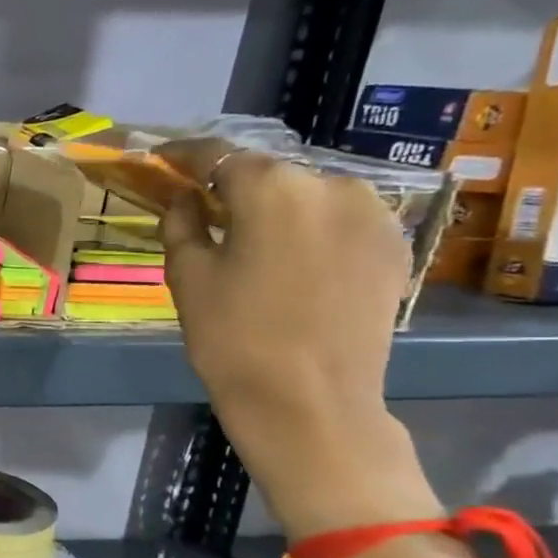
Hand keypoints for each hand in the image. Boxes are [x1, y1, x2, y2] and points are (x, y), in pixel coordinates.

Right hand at [158, 139, 439, 536]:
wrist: (310, 402)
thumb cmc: (232, 337)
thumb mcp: (188, 276)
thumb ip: (182, 222)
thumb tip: (188, 195)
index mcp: (272, 188)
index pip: (218, 154)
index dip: (185, 155)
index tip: (163, 159)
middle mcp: (331, 185)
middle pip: (269, 172)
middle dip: (233, 184)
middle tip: (204, 205)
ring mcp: (373, 214)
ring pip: (308, 194)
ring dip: (275, 205)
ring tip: (249, 234)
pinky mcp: (394, 246)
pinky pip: (340, 219)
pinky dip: (310, 226)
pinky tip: (291, 256)